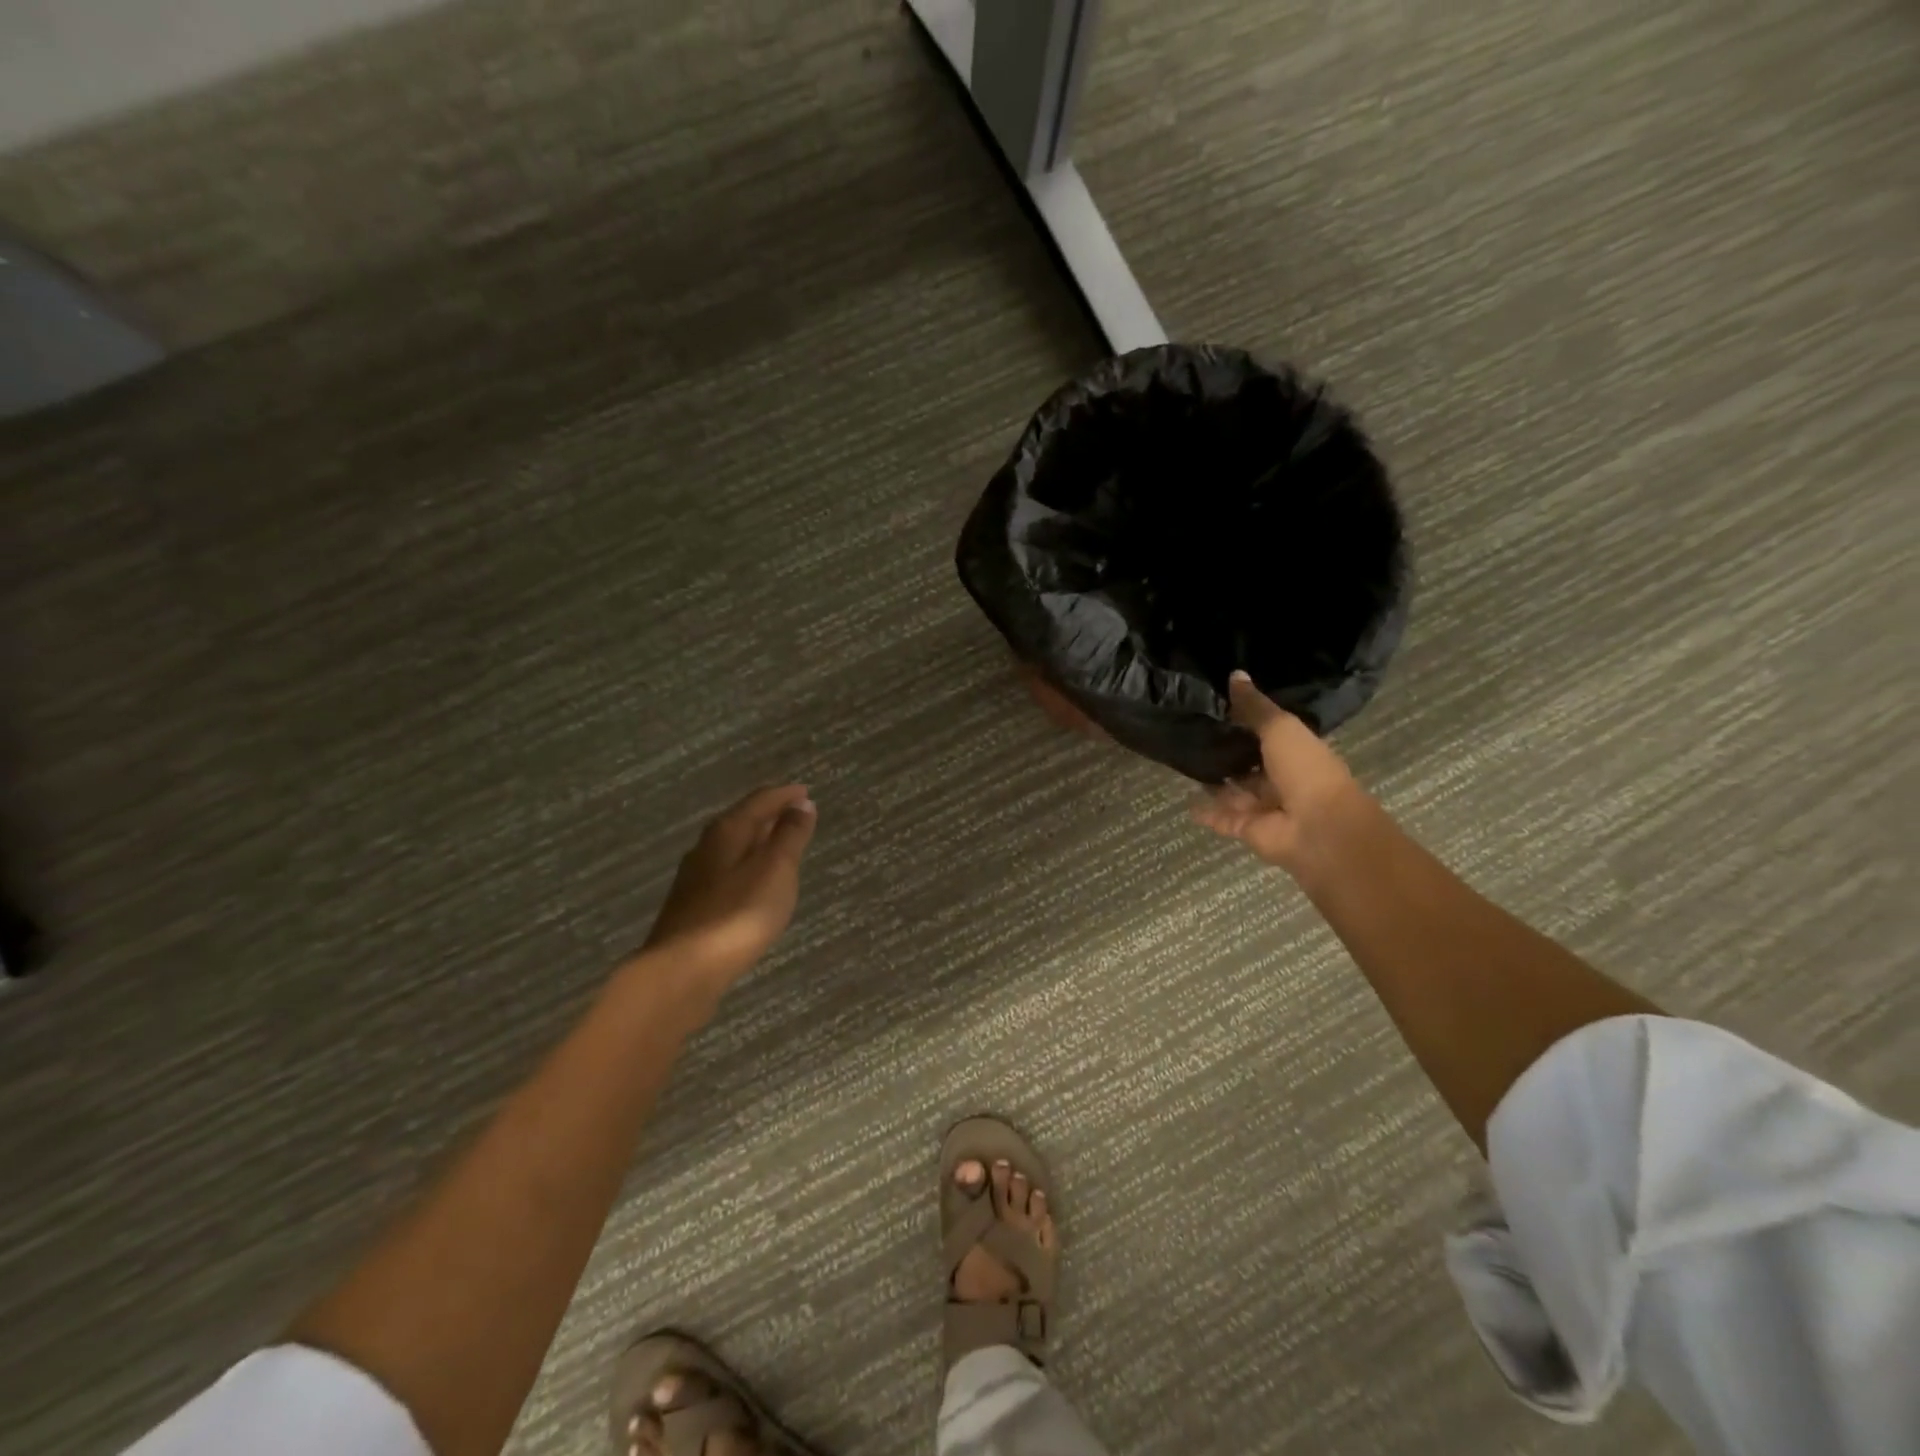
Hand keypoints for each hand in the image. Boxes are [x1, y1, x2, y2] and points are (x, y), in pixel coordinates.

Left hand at [639, 784, 816, 1003]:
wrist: (683, 970)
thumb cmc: (738, 914)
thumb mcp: (776, 870)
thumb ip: (790, 836)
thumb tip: (802, 804)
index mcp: (728, 832)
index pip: (759, 801)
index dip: (785, 795)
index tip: (806, 792)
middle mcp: (706, 847)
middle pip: (741, 820)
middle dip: (768, 814)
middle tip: (794, 814)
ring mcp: (694, 878)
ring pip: (731, 847)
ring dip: (756, 841)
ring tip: (778, 845)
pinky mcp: (691, 906)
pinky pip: (725, 871)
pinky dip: (745, 866)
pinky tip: (752, 882)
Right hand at [1191, 673, 1366, 872]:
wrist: (1318, 828)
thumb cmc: (1306, 770)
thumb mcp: (1280, 728)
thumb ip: (1254, 706)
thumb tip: (1235, 674)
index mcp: (1297, 752)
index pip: (1268, 734)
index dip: (1246, 722)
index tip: (1217, 707)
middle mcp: (1282, 779)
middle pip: (1250, 764)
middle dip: (1228, 753)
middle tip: (1193, 735)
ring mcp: (1265, 807)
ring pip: (1235, 791)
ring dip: (1215, 782)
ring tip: (1184, 763)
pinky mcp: (1247, 829)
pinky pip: (1222, 818)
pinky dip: (1206, 812)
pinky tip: (1185, 801)